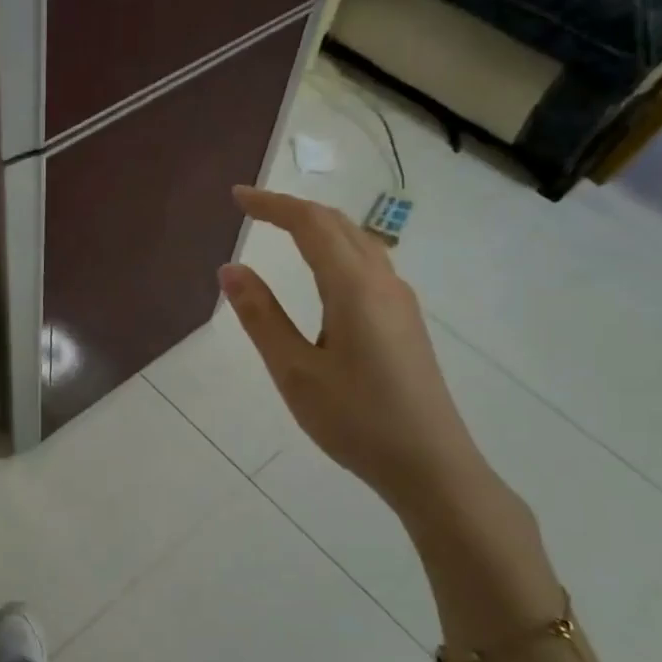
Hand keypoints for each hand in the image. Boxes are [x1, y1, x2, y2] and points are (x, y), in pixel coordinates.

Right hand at [220, 186, 509, 530]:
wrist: (431, 465)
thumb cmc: (356, 420)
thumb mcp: (295, 372)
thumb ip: (262, 317)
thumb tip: (230, 269)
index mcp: (353, 288)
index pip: (310, 225)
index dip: (272, 205)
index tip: (236, 197)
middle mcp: (383, 283)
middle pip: (338, 225)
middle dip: (293, 210)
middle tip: (252, 210)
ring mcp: (400, 302)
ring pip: (358, 243)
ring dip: (318, 227)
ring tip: (282, 232)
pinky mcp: (406, 322)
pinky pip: (368, 265)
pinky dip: (336, 250)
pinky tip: (323, 274)